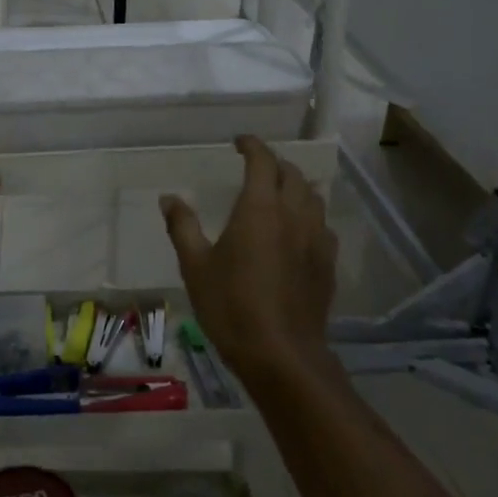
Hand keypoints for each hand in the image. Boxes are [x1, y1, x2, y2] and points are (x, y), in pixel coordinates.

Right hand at [161, 136, 337, 371]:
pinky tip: (297, 231)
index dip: (252, 146)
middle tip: (255, 168)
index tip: (239, 142)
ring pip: (312, 197)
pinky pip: (322, 224)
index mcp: (259, 209)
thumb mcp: (195, 266)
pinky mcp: (328, 263)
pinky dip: (308, 214)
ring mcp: (316, 239)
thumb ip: (183, 226)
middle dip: (274, 164)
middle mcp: (293, 215)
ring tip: (278, 193)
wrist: (281, 354)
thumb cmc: (231, 305)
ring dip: (295, 186)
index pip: (262, 161)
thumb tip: (169, 198)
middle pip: (292, 174)